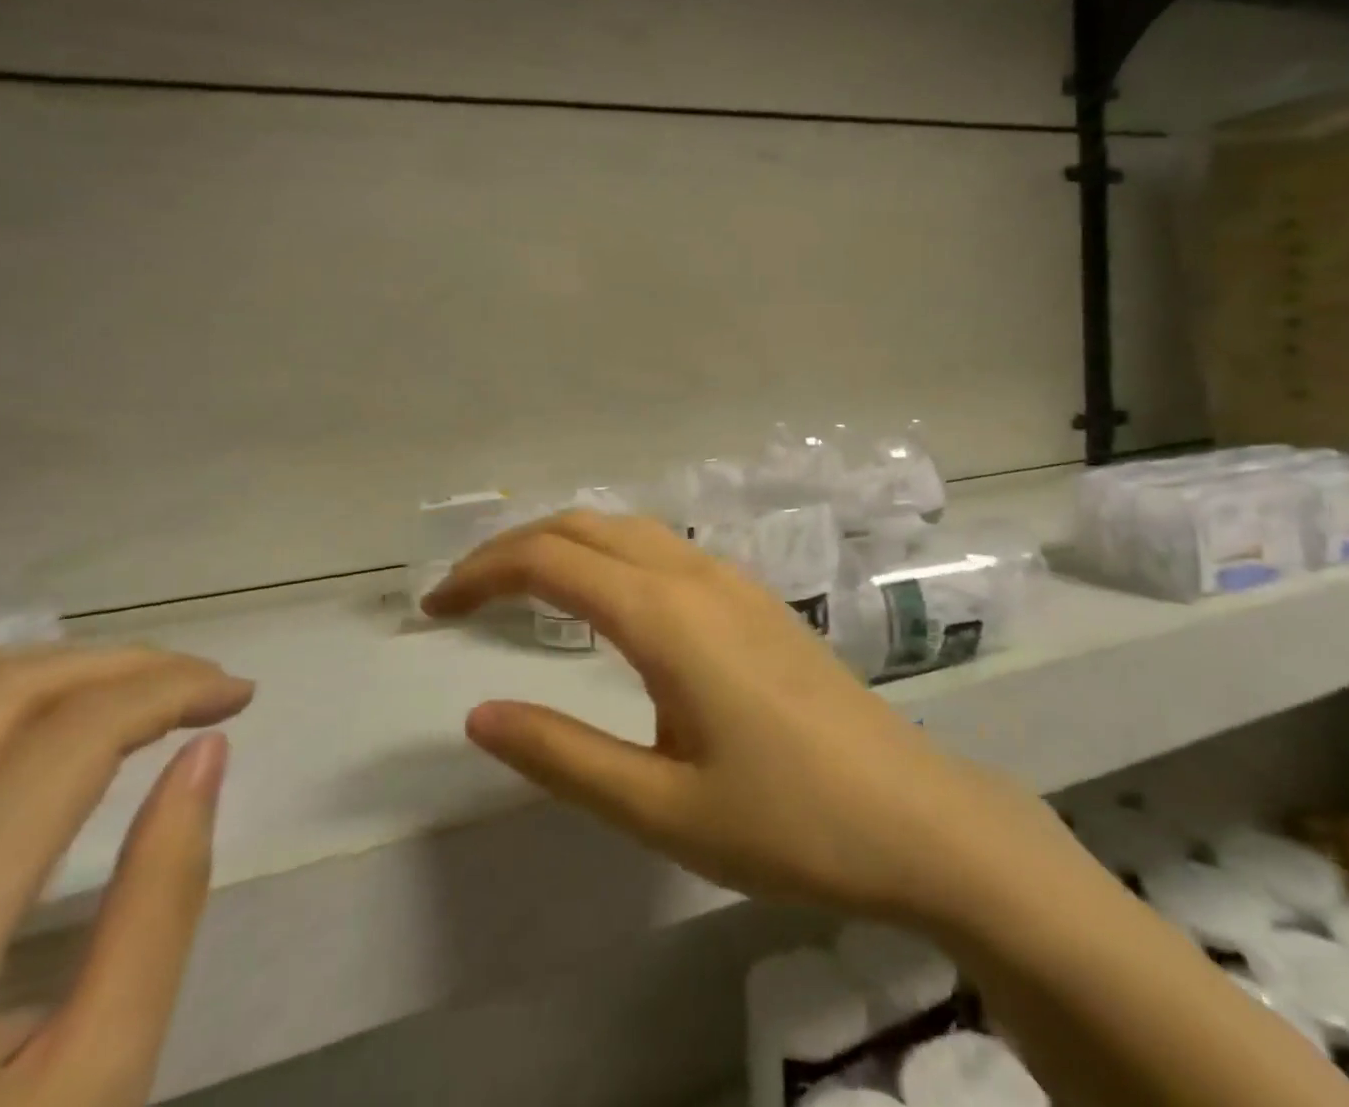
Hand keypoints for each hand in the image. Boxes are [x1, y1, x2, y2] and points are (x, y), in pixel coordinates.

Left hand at [0, 646, 253, 1106]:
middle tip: (199, 683)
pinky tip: (16, 718)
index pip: (68, 742)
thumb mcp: (95, 1078)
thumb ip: (161, 902)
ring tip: (118, 687)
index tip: (239, 693)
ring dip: (42, 666)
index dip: (173, 689)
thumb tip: (206, 752)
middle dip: (126, 667)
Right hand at [424, 511, 1061, 924]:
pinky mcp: (755, 598)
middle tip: (461, 595)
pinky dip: (608, 553)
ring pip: (627, 529)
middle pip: (584, 526)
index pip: (550, 560)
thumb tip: (478, 715)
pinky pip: (663, 548)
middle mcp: (696, 575)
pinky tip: (603, 600)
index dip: (481, 572)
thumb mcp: (660, 809)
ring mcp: (733, 580)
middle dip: (512, 547)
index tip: (433, 607)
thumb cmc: (788, 822)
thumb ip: (563, 756)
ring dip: (563, 543)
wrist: (916, 815)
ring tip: (517, 589)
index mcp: (665, 616)